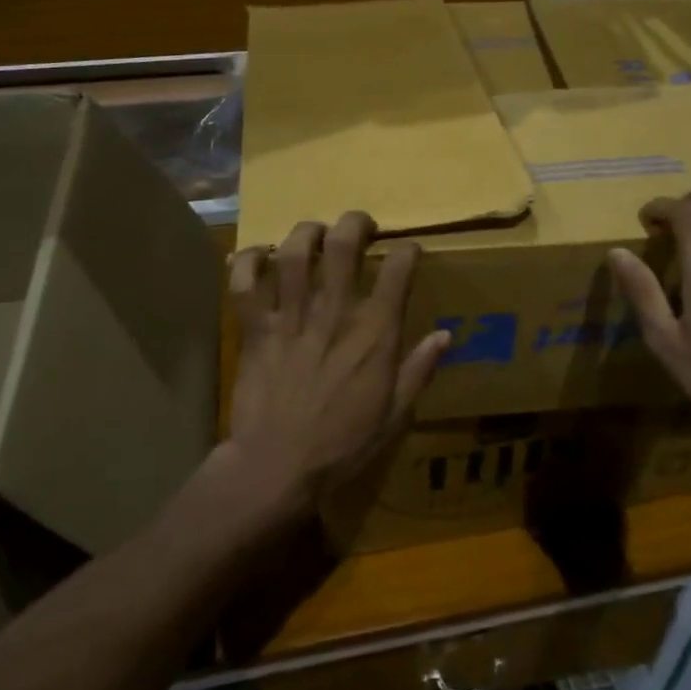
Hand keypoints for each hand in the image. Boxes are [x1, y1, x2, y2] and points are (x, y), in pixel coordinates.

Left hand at [225, 212, 450, 518]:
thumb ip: (420, 369)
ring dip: (305, 233)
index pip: (398, 270)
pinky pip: (244, 283)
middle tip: (359, 225)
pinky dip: (247, 261)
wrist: (277, 466)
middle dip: (354, 223)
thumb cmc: (342, 444)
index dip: (407, 251)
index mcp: (374, 332)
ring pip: (293, 253)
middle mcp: (334, 312)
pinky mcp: (256, 328)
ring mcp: (291, 316)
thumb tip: (446, 335)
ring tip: (313, 233)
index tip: (407, 251)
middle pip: (342, 244)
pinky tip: (257, 255)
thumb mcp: (395, 413)